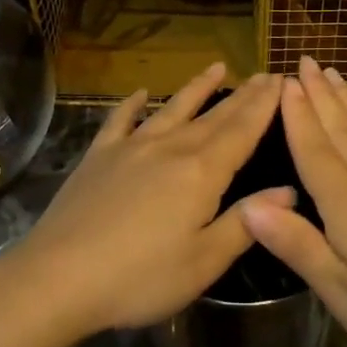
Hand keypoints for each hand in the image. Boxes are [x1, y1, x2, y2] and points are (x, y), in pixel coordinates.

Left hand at [3, 64, 290, 342]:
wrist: (57, 278)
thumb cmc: (139, 278)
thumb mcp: (204, 262)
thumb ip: (246, 222)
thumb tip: (288, 190)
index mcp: (201, 173)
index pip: (242, 132)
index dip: (264, 107)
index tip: (282, 81)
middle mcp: (170, 148)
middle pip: (214, 116)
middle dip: (242, 95)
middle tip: (264, 74)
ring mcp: (130, 148)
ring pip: (172, 109)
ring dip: (197, 88)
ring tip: (217, 67)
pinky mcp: (98, 156)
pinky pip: (120, 120)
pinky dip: (132, 104)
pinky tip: (139, 93)